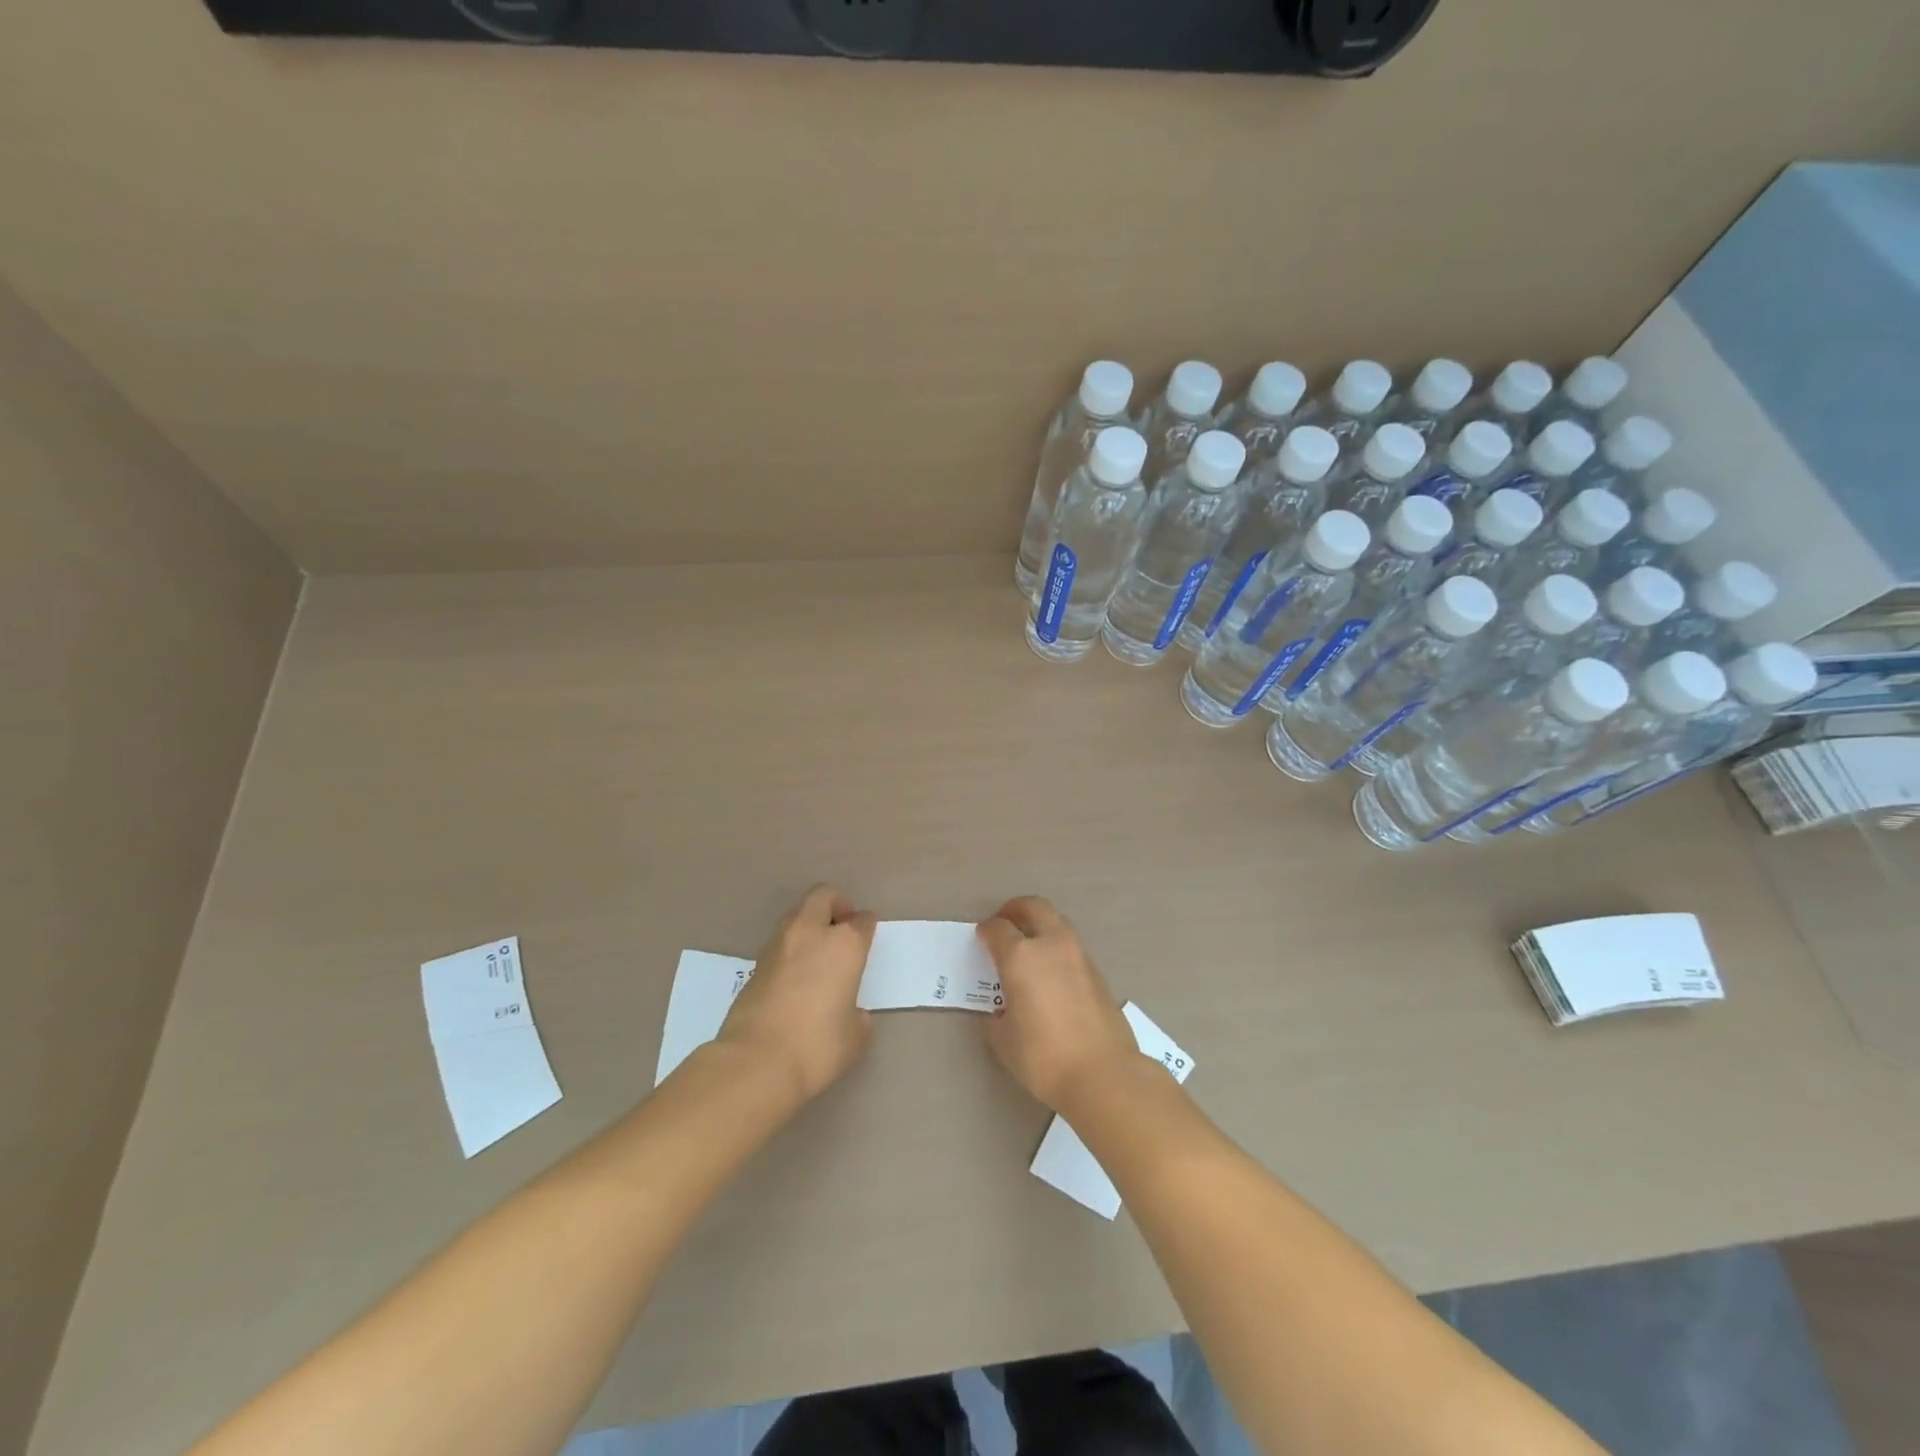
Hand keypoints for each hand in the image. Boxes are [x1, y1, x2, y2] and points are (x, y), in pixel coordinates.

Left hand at [719, 885, 876, 1105]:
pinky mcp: (754, 964)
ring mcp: (778, 946)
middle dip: (836, 906)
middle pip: (824, 897)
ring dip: (810, 926)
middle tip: (842, 930)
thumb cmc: (818, 1046)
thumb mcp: (855, 1036)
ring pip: (797, 916)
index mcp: (844, 945)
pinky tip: (795, 978)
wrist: (756, 1062)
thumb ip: (857, 1014)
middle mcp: (811, 934)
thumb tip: (847, 1010)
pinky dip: (791, 950)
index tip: (867, 937)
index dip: (866, 927)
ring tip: (818, 956)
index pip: (862, 920)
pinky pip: (780, 944)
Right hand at [976, 896, 1140, 1112]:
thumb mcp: (1003, 1039)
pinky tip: (1052, 976)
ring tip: (1030, 950)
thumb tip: (1001, 1009)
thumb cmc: (1043, 1056)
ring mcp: (1079, 956)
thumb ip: (997, 1016)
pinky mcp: (1098, 973)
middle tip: (1006, 922)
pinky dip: (1058, 951)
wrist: (1103, 1073)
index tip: (981, 937)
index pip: (998, 928)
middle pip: (1034, 907)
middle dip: (1016, 909)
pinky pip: (1072, 949)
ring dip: (1041, 927)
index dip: (986, 930)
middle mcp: (1051, 945)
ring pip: (1058, 924)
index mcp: (1021, 956)